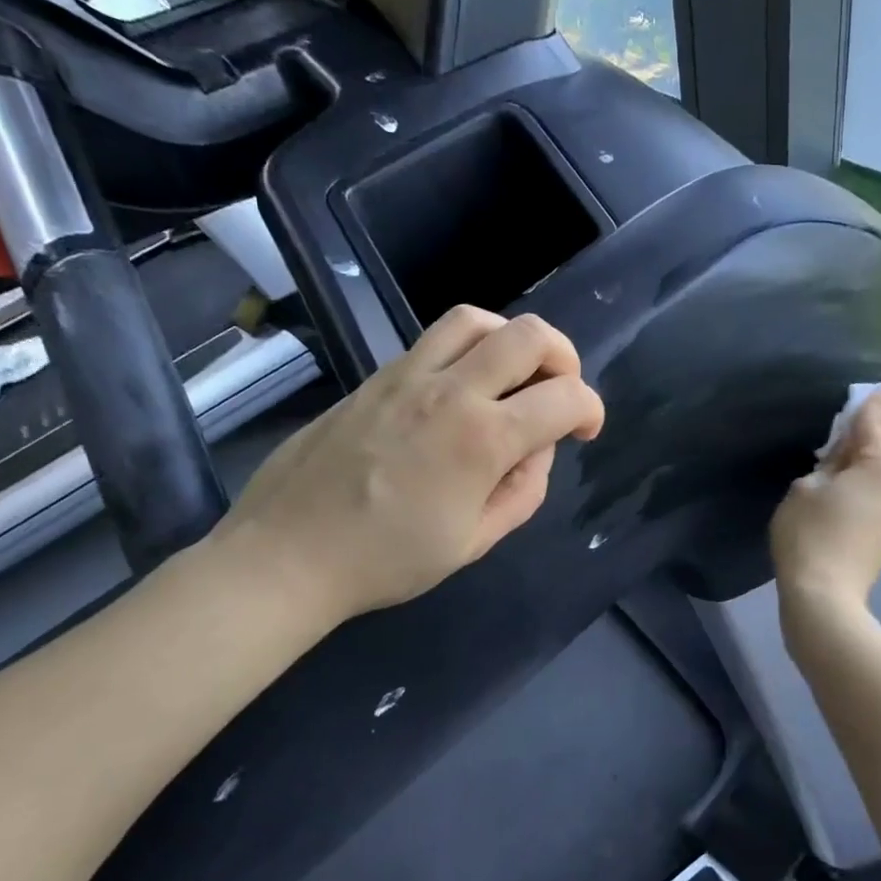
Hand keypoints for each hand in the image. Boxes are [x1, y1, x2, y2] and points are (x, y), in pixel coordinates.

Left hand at [218, 307, 604, 623]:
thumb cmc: (387, 560)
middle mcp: (450, 391)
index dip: (591, 410)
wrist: (288, 553)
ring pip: (476, 320)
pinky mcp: (375, 377)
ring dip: (511, 340)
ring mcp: (406, 376)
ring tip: (513, 376)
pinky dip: (468, 350)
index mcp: (482, 440)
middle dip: (564, 357)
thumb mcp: (474, 542)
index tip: (585, 431)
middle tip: (559, 393)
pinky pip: (434, 341)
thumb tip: (537, 449)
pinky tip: (462, 390)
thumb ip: (522, 491)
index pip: (565, 398)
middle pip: (529, 335)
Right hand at [769, 390, 880, 611]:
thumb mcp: (806, 488)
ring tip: (850, 461)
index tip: (877, 390)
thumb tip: (845, 454)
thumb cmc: (808, 535)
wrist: (825, 595)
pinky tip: (850, 487)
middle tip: (873, 431)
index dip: (875, 402)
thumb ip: (829, 463)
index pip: (878, 423)